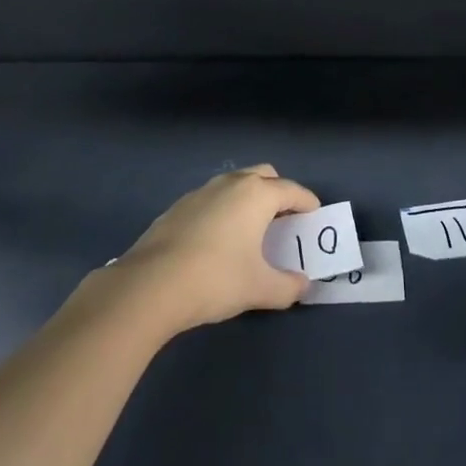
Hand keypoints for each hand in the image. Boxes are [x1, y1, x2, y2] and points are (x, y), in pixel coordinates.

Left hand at [114, 165, 319, 333]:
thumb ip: (287, 286)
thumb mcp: (259, 289)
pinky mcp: (178, 207)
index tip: (315, 216)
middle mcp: (231, 183)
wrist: (150, 286)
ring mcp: (201, 192)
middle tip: (284, 220)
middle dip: (278, 192)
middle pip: (264, 176)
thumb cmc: (215, 279)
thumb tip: (303, 286)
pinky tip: (217, 241)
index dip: (307, 203)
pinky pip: (212, 199)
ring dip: (248, 199)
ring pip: (235, 184)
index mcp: (257, 195)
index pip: (292, 191)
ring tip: (251, 230)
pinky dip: (224, 210)